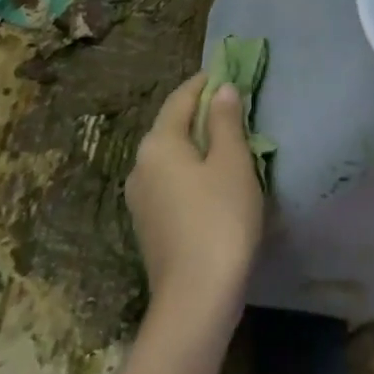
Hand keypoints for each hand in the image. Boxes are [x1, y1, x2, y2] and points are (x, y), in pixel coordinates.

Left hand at [125, 74, 264, 324]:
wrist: (195, 301)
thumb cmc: (219, 219)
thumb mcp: (232, 162)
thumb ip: (226, 121)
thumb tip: (222, 90)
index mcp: (158, 143)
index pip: (181, 98)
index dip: (205, 83)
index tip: (227, 73)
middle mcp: (141, 165)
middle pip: (172, 126)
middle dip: (201, 113)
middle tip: (233, 106)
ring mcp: (140, 199)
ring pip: (171, 156)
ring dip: (197, 144)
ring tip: (228, 142)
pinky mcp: (149, 226)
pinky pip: (171, 181)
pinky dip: (191, 170)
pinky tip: (214, 181)